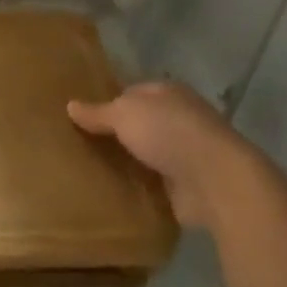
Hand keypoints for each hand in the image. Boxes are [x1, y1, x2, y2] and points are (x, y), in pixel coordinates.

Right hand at [68, 81, 252, 229]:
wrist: (216, 180)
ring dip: (126, 163)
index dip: (107, 103)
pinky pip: (153, 184)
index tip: (81, 118)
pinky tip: (112, 194)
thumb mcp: (124, 114)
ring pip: (145, 155)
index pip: (130, 92)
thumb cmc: (169, 132)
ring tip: (89, 172)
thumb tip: (70, 105)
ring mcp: (184, 153)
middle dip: (114, 135)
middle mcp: (178, 119)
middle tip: (78, 146)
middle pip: (138, 125)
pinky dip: (138, 189)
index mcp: (166, 93)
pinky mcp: (186, 185)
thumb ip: (98, 112)